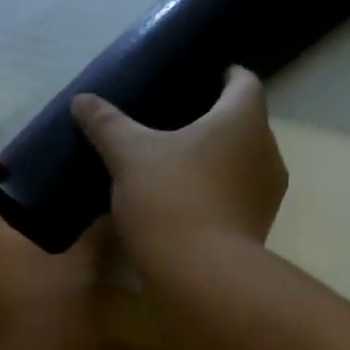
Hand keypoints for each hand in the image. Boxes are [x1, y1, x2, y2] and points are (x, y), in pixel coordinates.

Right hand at [72, 66, 287, 258]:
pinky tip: (189, 199)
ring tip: (183, 162)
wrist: (200, 275)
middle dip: (219, 120)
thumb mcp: (129, 155)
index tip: (205, 77)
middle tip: (182, 121)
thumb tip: (82, 100)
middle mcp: (267, 151)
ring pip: (244, 162)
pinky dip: (219, 191)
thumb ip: (107, 124)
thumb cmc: (170, 197)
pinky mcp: (258, 227)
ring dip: (220, 159)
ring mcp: (267, 194)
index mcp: (243, 119)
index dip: (227, 75)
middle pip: (247, 123)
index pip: (245, 81)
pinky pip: (239, 196)